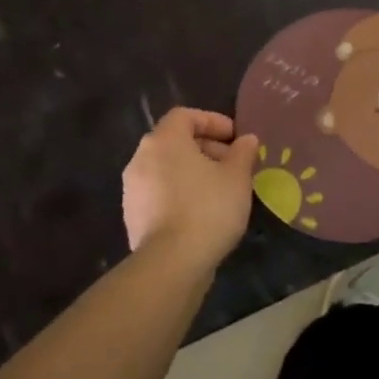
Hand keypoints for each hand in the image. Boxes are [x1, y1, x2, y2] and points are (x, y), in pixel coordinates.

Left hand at [122, 109, 259, 271]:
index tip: (235, 138)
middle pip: (175, 141)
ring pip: (167, 168)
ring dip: (193, 172)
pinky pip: (160, 192)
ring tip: (221, 189)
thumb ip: (243, 152)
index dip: (213, 121)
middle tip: (233, 164)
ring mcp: (132, 189)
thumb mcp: (237, 176)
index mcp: (164, 140)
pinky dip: (180, 192)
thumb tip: (247, 140)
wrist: (171, 263)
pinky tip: (202, 212)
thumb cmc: (208, 207)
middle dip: (206, 148)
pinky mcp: (132, 216)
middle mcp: (141, 158)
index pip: (185, 116)